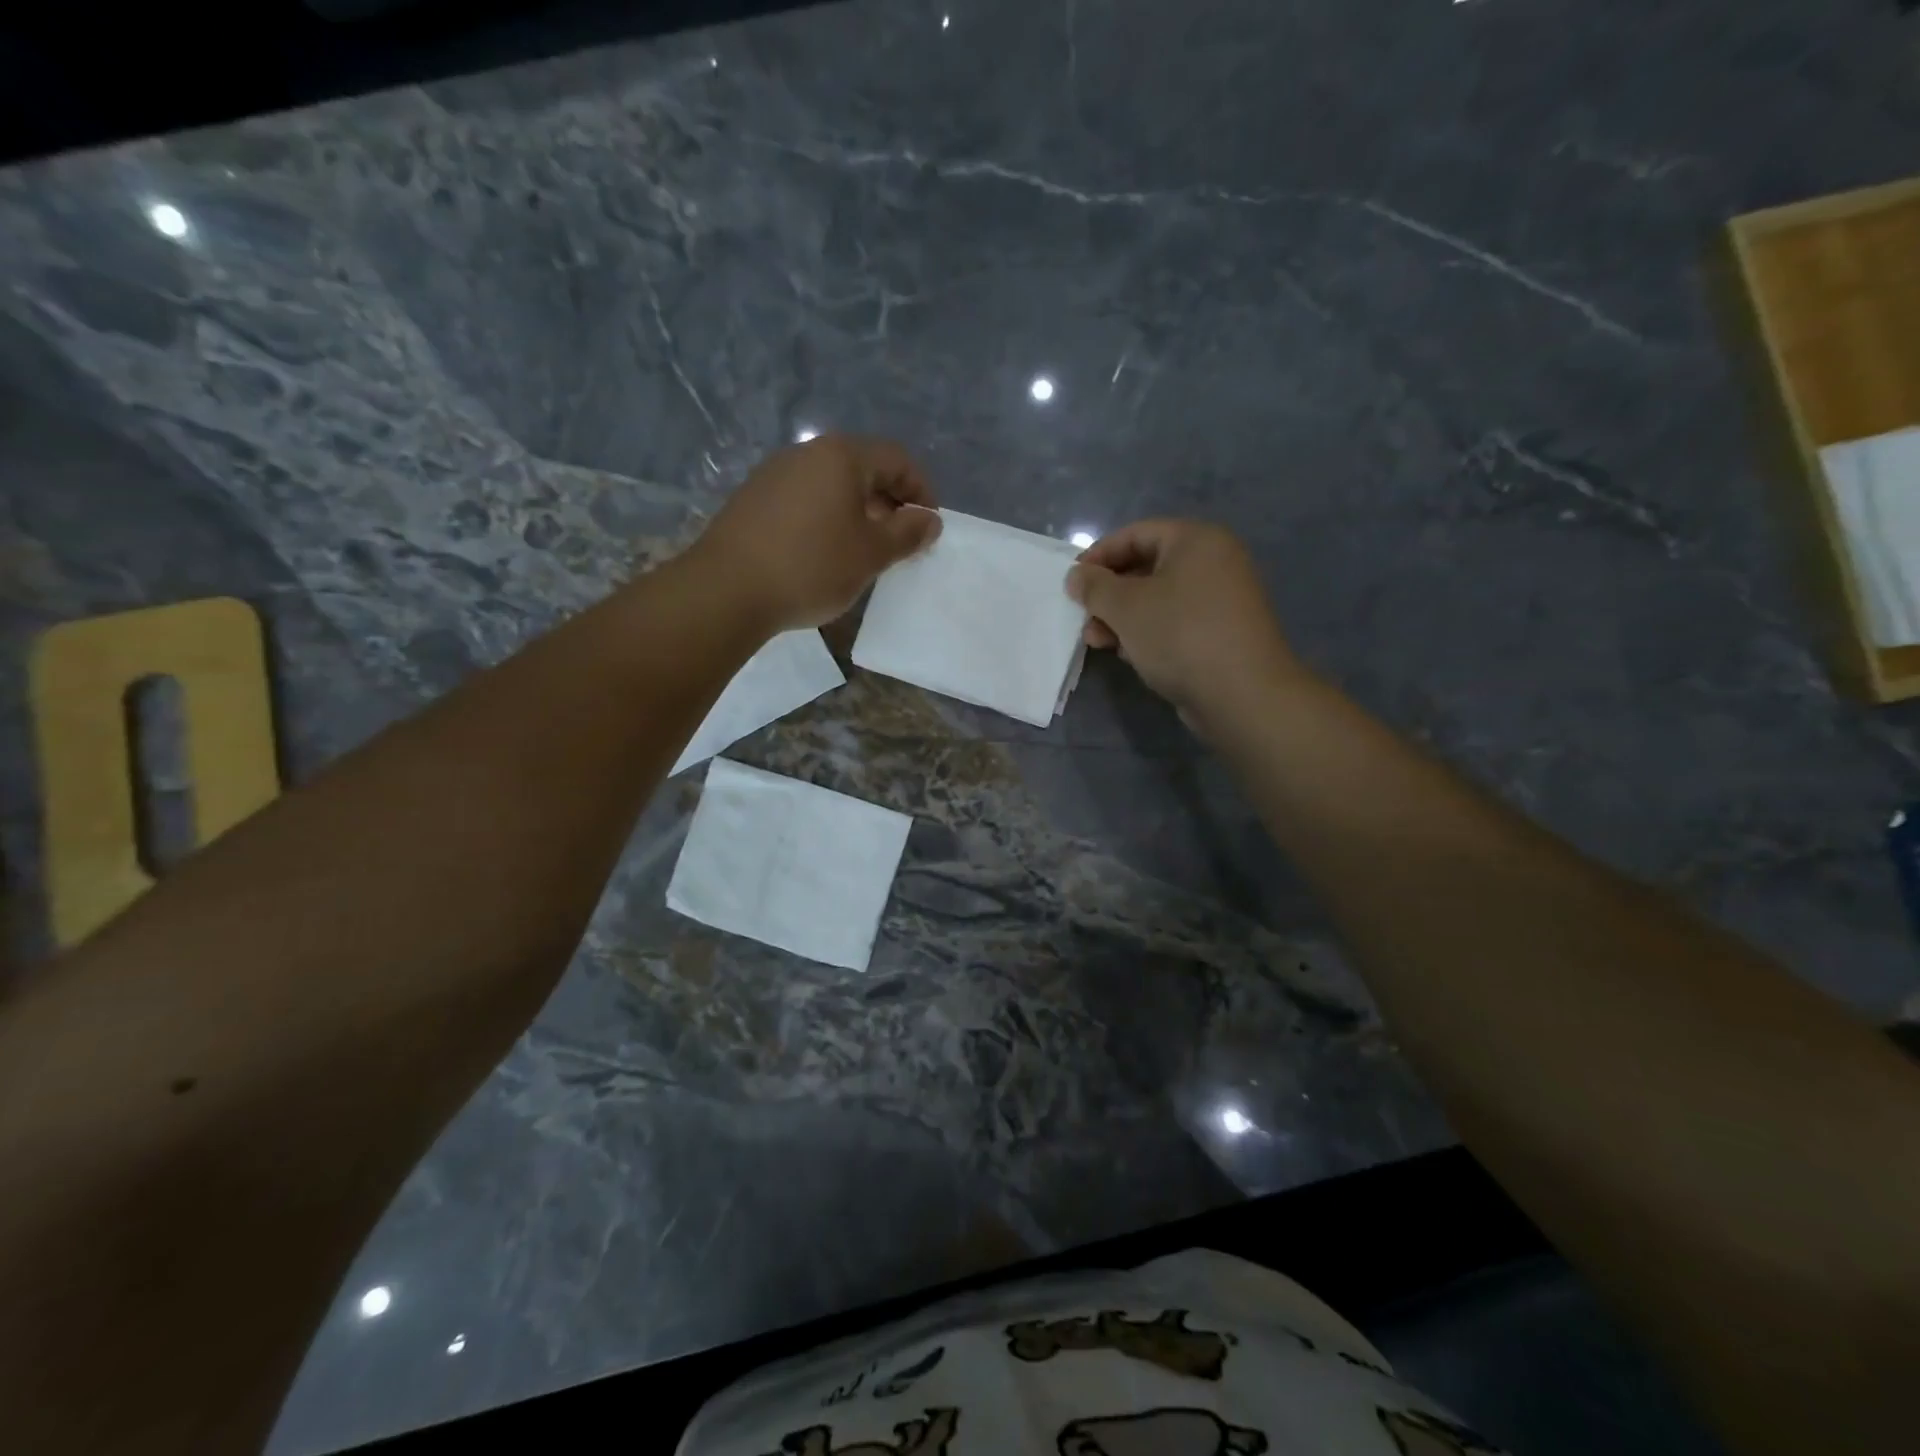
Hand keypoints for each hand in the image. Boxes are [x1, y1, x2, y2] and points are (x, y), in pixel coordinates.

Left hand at [693, 435, 941, 631]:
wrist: (727, 590)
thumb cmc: (812, 567)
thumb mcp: (871, 554)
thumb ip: (907, 533)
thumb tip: (930, 519)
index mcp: (841, 456)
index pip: (897, 459)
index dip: (921, 491)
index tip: (928, 527)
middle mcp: (806, 453)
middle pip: (863, 468)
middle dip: (890, 503)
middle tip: (900, 542)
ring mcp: (775, 474)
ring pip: (832, 486)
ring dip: (858, 513)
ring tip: (864, 552)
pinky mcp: (753, 499)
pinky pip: (805, 500)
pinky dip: (827, 519)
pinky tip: (824, 554)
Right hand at [1066, 520, 1303, 725]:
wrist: (1242, 694)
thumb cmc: (1180, 635)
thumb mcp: (1126, 607)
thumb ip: (1095, 587)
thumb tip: (1076, 576)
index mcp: (1196, 541)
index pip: (1136, 534)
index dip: (1099, 555)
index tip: (1073, 583)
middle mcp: (1214, 562)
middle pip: (1146, 567)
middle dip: (1109, 594)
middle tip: (1084, 618)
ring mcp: (1220, 599)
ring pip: (1158, 599)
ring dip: (1123, 618)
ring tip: (1098, 642)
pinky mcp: (1220, 633)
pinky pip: (1174, 622)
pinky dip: (1148, 633)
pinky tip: (1129, 655)